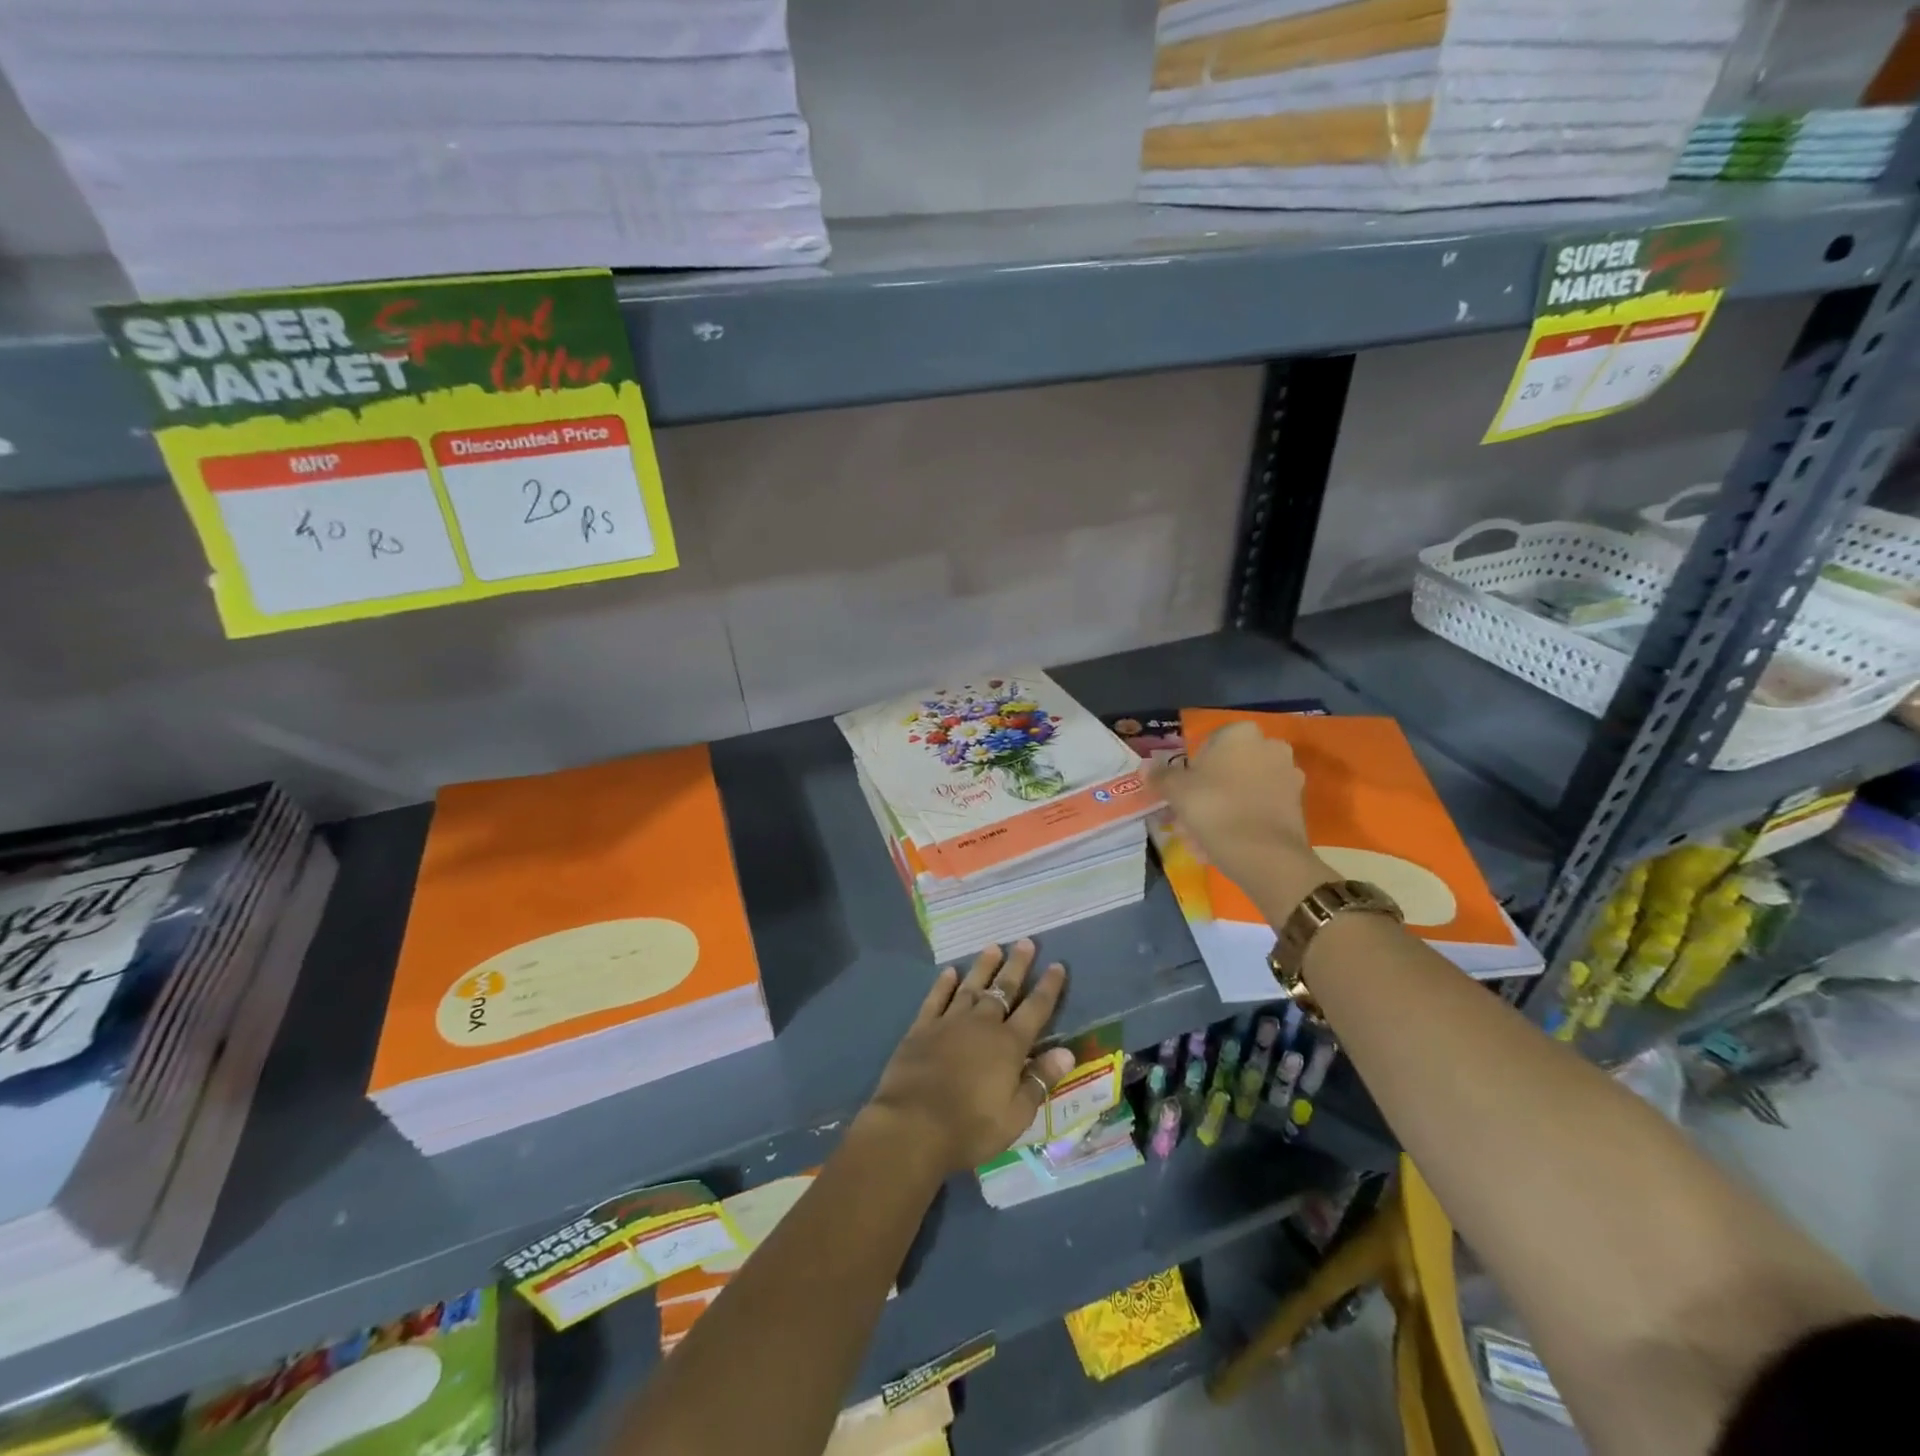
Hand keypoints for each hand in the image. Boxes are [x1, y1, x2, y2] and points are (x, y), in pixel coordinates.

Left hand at [864, 942, 1076, 1177]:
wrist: (912, 1126)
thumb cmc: (970, 1127)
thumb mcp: (1015, 1115)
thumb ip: (1040, 1080)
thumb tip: (1067, 1052)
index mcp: (1009, 1045)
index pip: (1035, 1009)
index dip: (1048, 987)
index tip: (1057, 965)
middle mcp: (982, 1024)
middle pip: (1004, 989)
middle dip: (1017, 966)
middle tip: (1026, 942)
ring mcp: (949, 1022)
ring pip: (971, 987)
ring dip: (983, 967)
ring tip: (993, 947)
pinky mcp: (922, 1028)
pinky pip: (936, 998)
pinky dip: (944, 984)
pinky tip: (949, 972)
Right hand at [1150, 721, 1332, 919]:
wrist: (1263, 853)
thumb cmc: (1214, 807)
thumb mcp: (1176, 790)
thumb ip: (1161, 776)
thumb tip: (1147, 767)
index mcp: (1241, 733)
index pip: (1210, 743)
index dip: (1193, 767)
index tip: (1183, 791)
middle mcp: (1270, 746)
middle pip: (1230, 766)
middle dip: (1211, 787)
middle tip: (1190, 814)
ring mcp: (1289, 775)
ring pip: (1245, 788)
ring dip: (1227, 805)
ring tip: (1205, 835)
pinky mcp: (1298, 805)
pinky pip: (1261, 807)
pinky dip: (1245, 819)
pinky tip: (1226, 843)